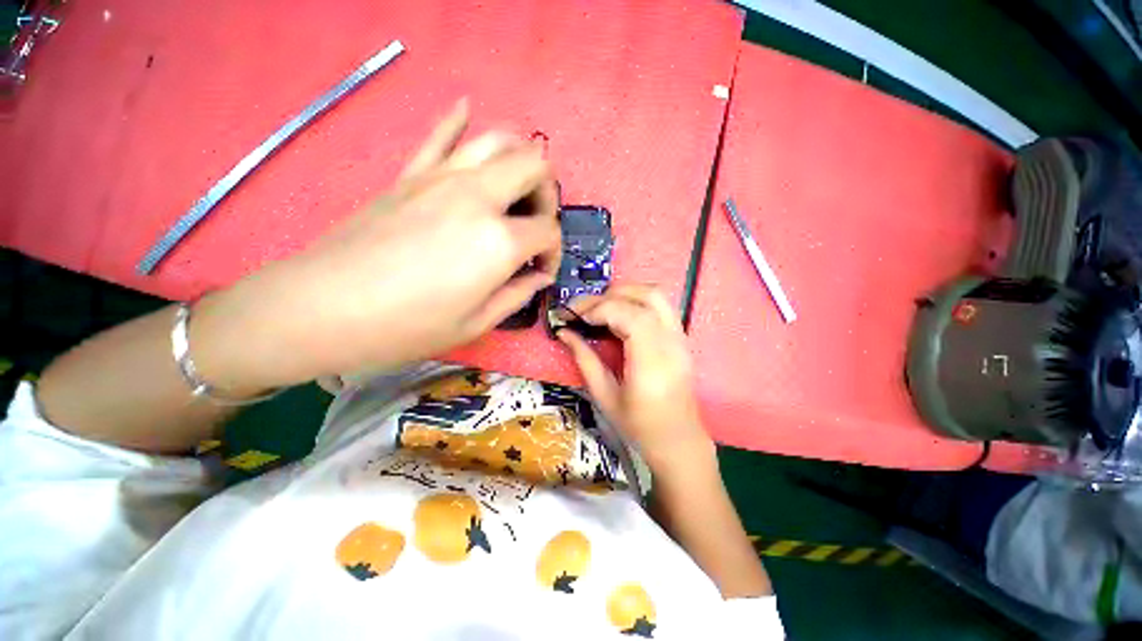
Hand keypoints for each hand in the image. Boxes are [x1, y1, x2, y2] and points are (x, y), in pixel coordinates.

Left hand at [193, 100, 560, 391]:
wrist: (322, 308)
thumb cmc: (406, 327)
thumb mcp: (476, 324)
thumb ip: (518, 295)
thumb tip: (540, 276)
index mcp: (498, 241)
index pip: (548, 231)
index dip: (553, 252)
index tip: (541, 271)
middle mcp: (478, 197)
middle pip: (534, 167)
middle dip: (548, 195)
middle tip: (536, 224)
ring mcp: (442, 178)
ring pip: (498, 139)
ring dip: (520, 159)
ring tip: (517, 188)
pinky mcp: (411, 174)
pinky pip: (441, 133)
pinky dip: (459, 119)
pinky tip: (467, 109)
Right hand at [556, 285, 714, 469]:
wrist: (678, 440)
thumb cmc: (639, 426)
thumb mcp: (604, 396)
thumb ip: (585, 359)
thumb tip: (564, 332)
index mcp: (652, 363)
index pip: (631, 316)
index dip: (599, 308)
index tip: (574, 317)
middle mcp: (672, 343)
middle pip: (646, 297)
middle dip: (609, 295)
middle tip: (582, 309)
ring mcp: (681, 338)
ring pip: (657, 295)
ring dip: (625, 292)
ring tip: (599, 306)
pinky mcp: (681, 338)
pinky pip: (661, 305)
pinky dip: (636, 300)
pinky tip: (618, 313)